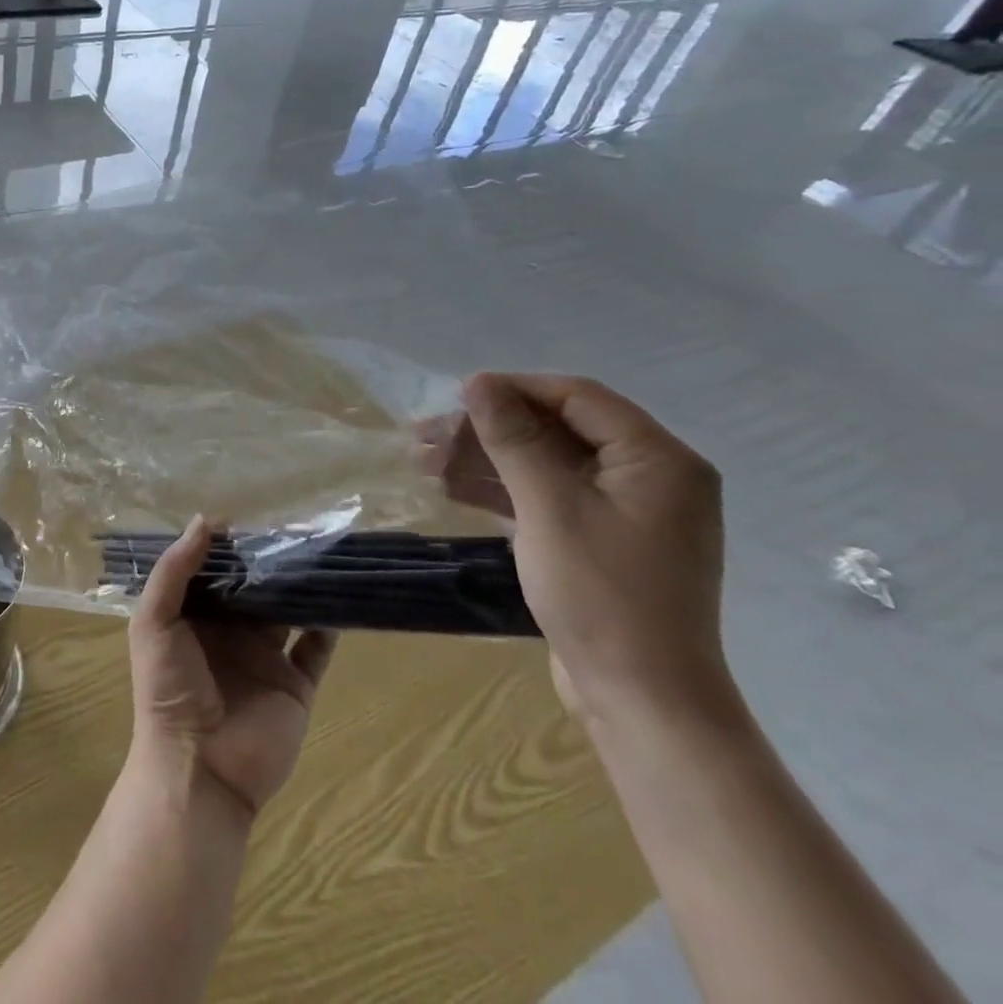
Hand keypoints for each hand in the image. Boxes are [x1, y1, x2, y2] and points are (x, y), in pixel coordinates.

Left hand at [126, 517, 335, 820]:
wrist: (199, 768)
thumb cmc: (167, 689)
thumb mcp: (154, 621)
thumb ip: (174, 570)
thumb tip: (205, 520)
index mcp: (193, 617)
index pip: (213, 571)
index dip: (227, 547)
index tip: (248, 518)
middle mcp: (230, 633)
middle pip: (253, 588)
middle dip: (268, 562)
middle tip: (294, 528)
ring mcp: (265, 658)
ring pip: (287, 612)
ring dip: (300, 587)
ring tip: (320, 554)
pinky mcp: (294, 685)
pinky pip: (316, 651)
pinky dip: (328, 627)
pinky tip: (337, 600)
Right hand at [418, 373, 733, 728]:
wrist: (641, 700)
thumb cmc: (602, 595)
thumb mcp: (549, 507)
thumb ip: (514, 438)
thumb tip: (478, 381)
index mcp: (657, 460)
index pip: (577, 397)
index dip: (512, 389)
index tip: (453, 396)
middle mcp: (649, 476)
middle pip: (556, 428)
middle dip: (488, 429)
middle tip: (425, 434)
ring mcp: (625, 511)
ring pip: (544, 462)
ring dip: (484, 459)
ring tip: (423, 462)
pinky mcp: (600, 539)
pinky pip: (547, 495)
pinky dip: (501, 490)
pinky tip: (451, 489)